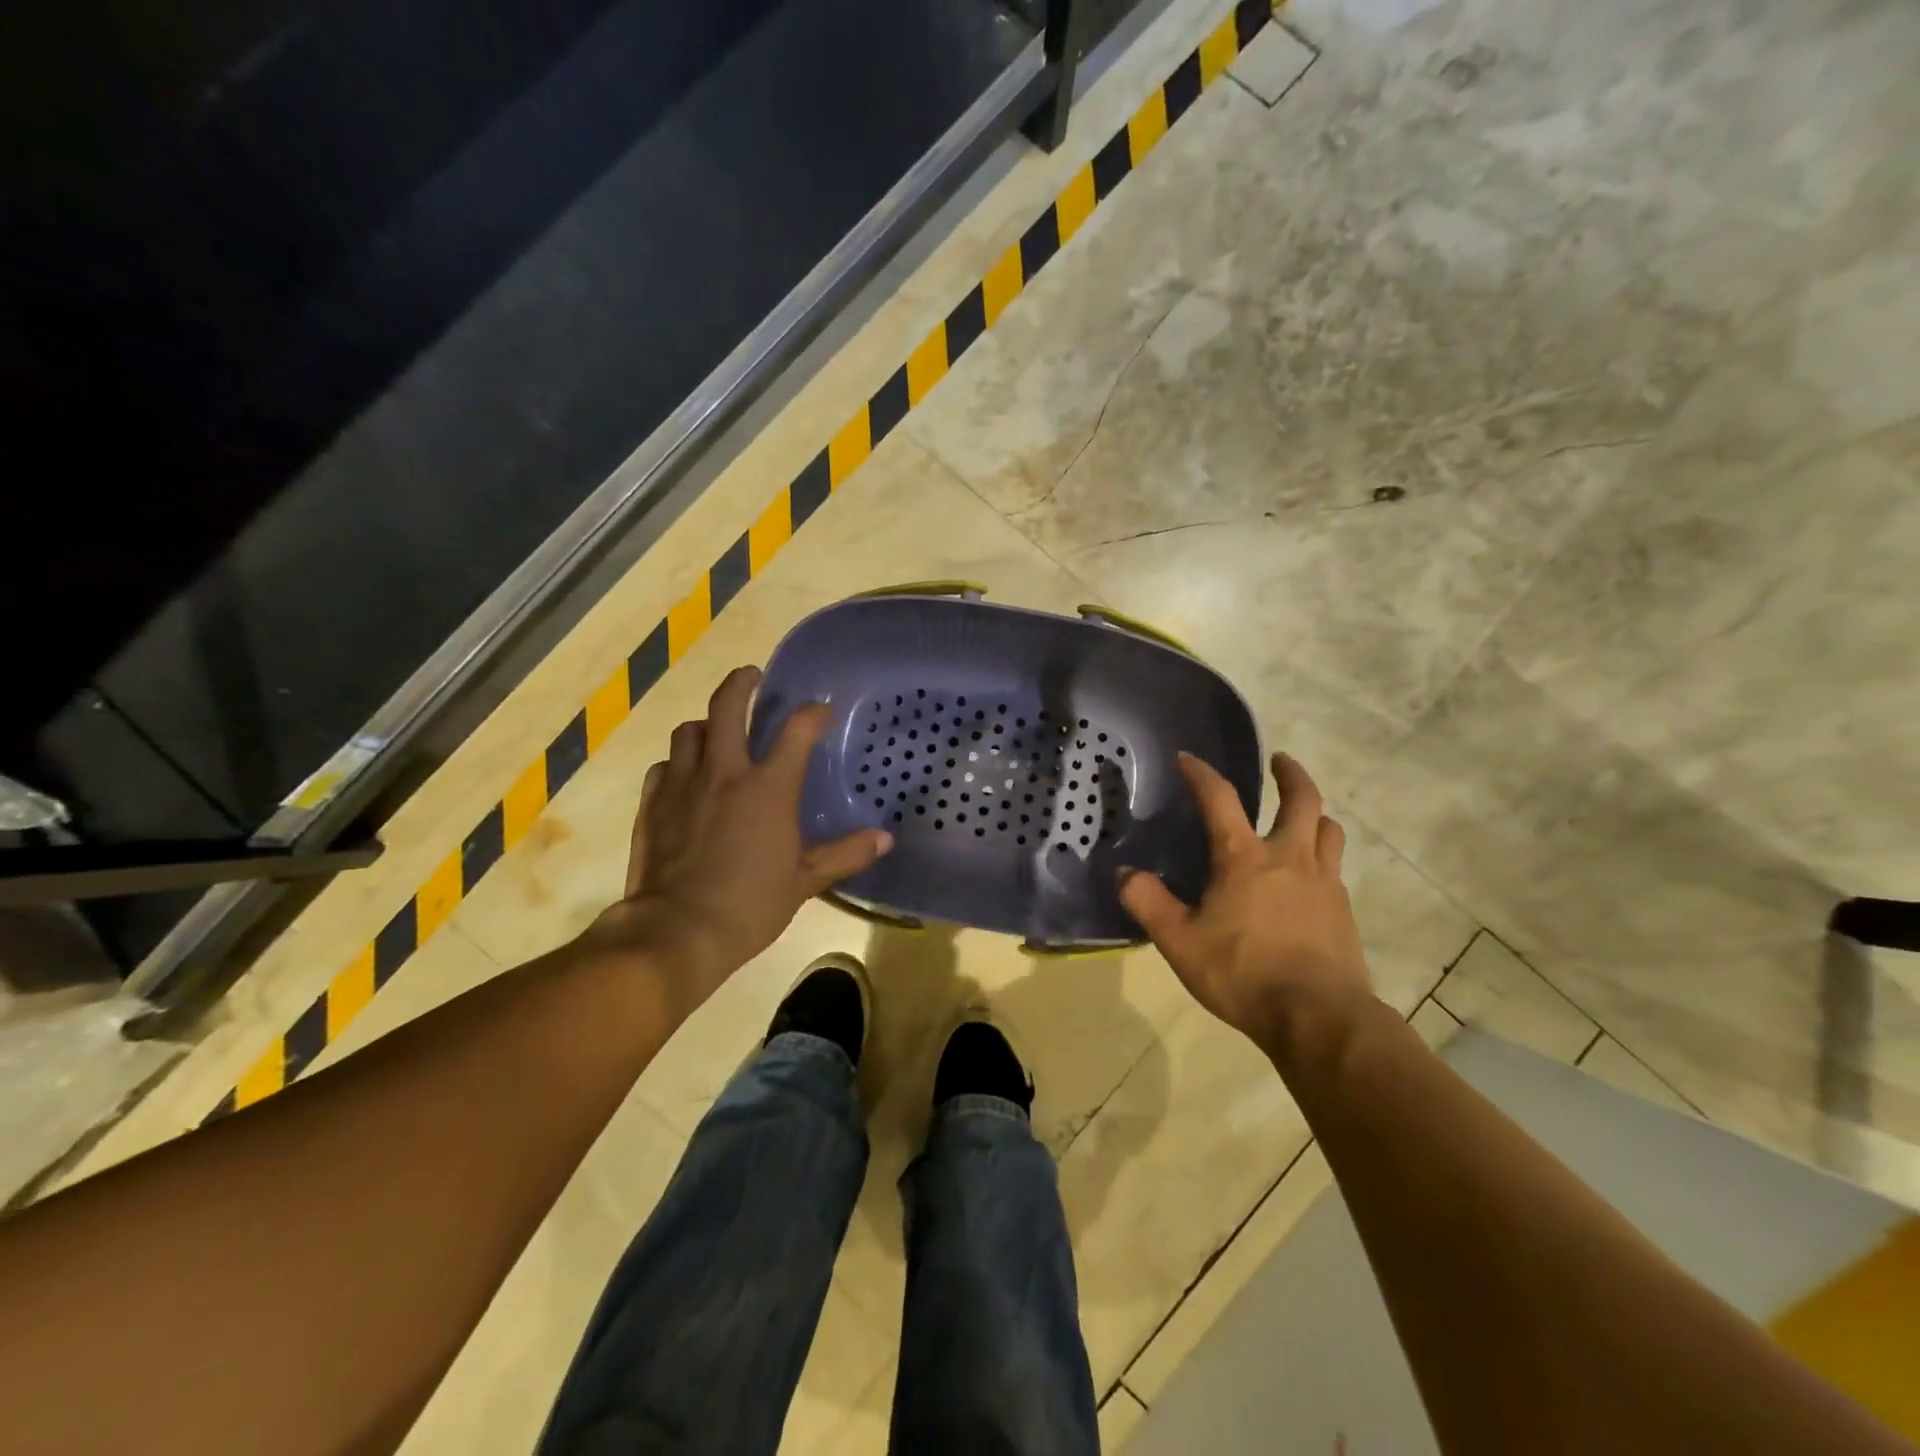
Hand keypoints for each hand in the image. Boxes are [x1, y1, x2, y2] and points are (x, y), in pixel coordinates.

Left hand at [596, 666, 890, 1014]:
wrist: (677, 931)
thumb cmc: (750, 905)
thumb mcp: (804, 881)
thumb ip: (844, 854)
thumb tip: (885, 839)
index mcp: (768, 787)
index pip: (796, 731)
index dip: (812, 714)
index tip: (820, 710)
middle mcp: (723, 773)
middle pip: (727, 706)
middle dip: (741, 683)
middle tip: (752, 677)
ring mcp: (682, 785)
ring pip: (689, 731)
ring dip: (706, 725)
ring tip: (716, 732)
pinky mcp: (653, 804)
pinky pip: (664, 767)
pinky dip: (677, 764)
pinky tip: (684, 777)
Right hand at [1119, 752, 1372, 1055]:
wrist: (1319, 1017)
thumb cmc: (1243, 973)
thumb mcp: (1180, 942)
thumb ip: (1148, 903)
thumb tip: (1124, 874)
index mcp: (1244, 858)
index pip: (1220, 798)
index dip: (1201, 773)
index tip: (1187, 758)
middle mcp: (1289, 857)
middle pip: (1302, 800)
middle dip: (1290, 774)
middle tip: (1280, 761)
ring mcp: (1324, 882)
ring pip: (1329, 830)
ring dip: (1316, 813)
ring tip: (1304, 815)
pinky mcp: (1343, 911)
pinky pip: (1335, 867)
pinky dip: (1322, 856)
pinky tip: (1310, 877)